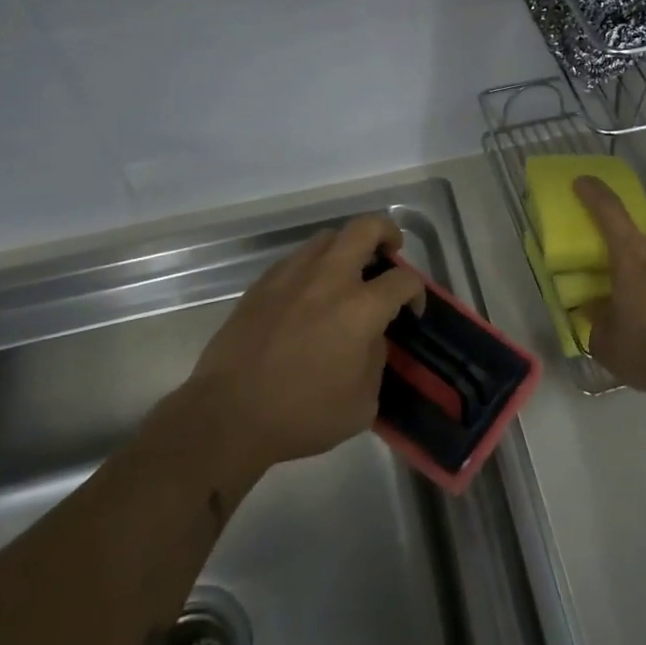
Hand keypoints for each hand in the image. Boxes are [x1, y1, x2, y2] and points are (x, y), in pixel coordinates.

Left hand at [180, 215, 424, 468]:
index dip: (417, 291)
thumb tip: (371, 337)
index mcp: (360, 308)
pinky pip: (297, 258)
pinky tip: (310, 294)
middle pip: (366, 228)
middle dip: (387, 233)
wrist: (228, 416)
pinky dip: (314, 266)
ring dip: (347, 248)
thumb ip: (376, 359)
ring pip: (328, 237)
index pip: (404, 279)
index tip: (411, 312)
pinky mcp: (262, 284)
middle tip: (390, 254)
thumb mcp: (362, 403)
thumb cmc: (302, 415)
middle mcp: (329, 279)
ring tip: (349, 274)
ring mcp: (291, 276)